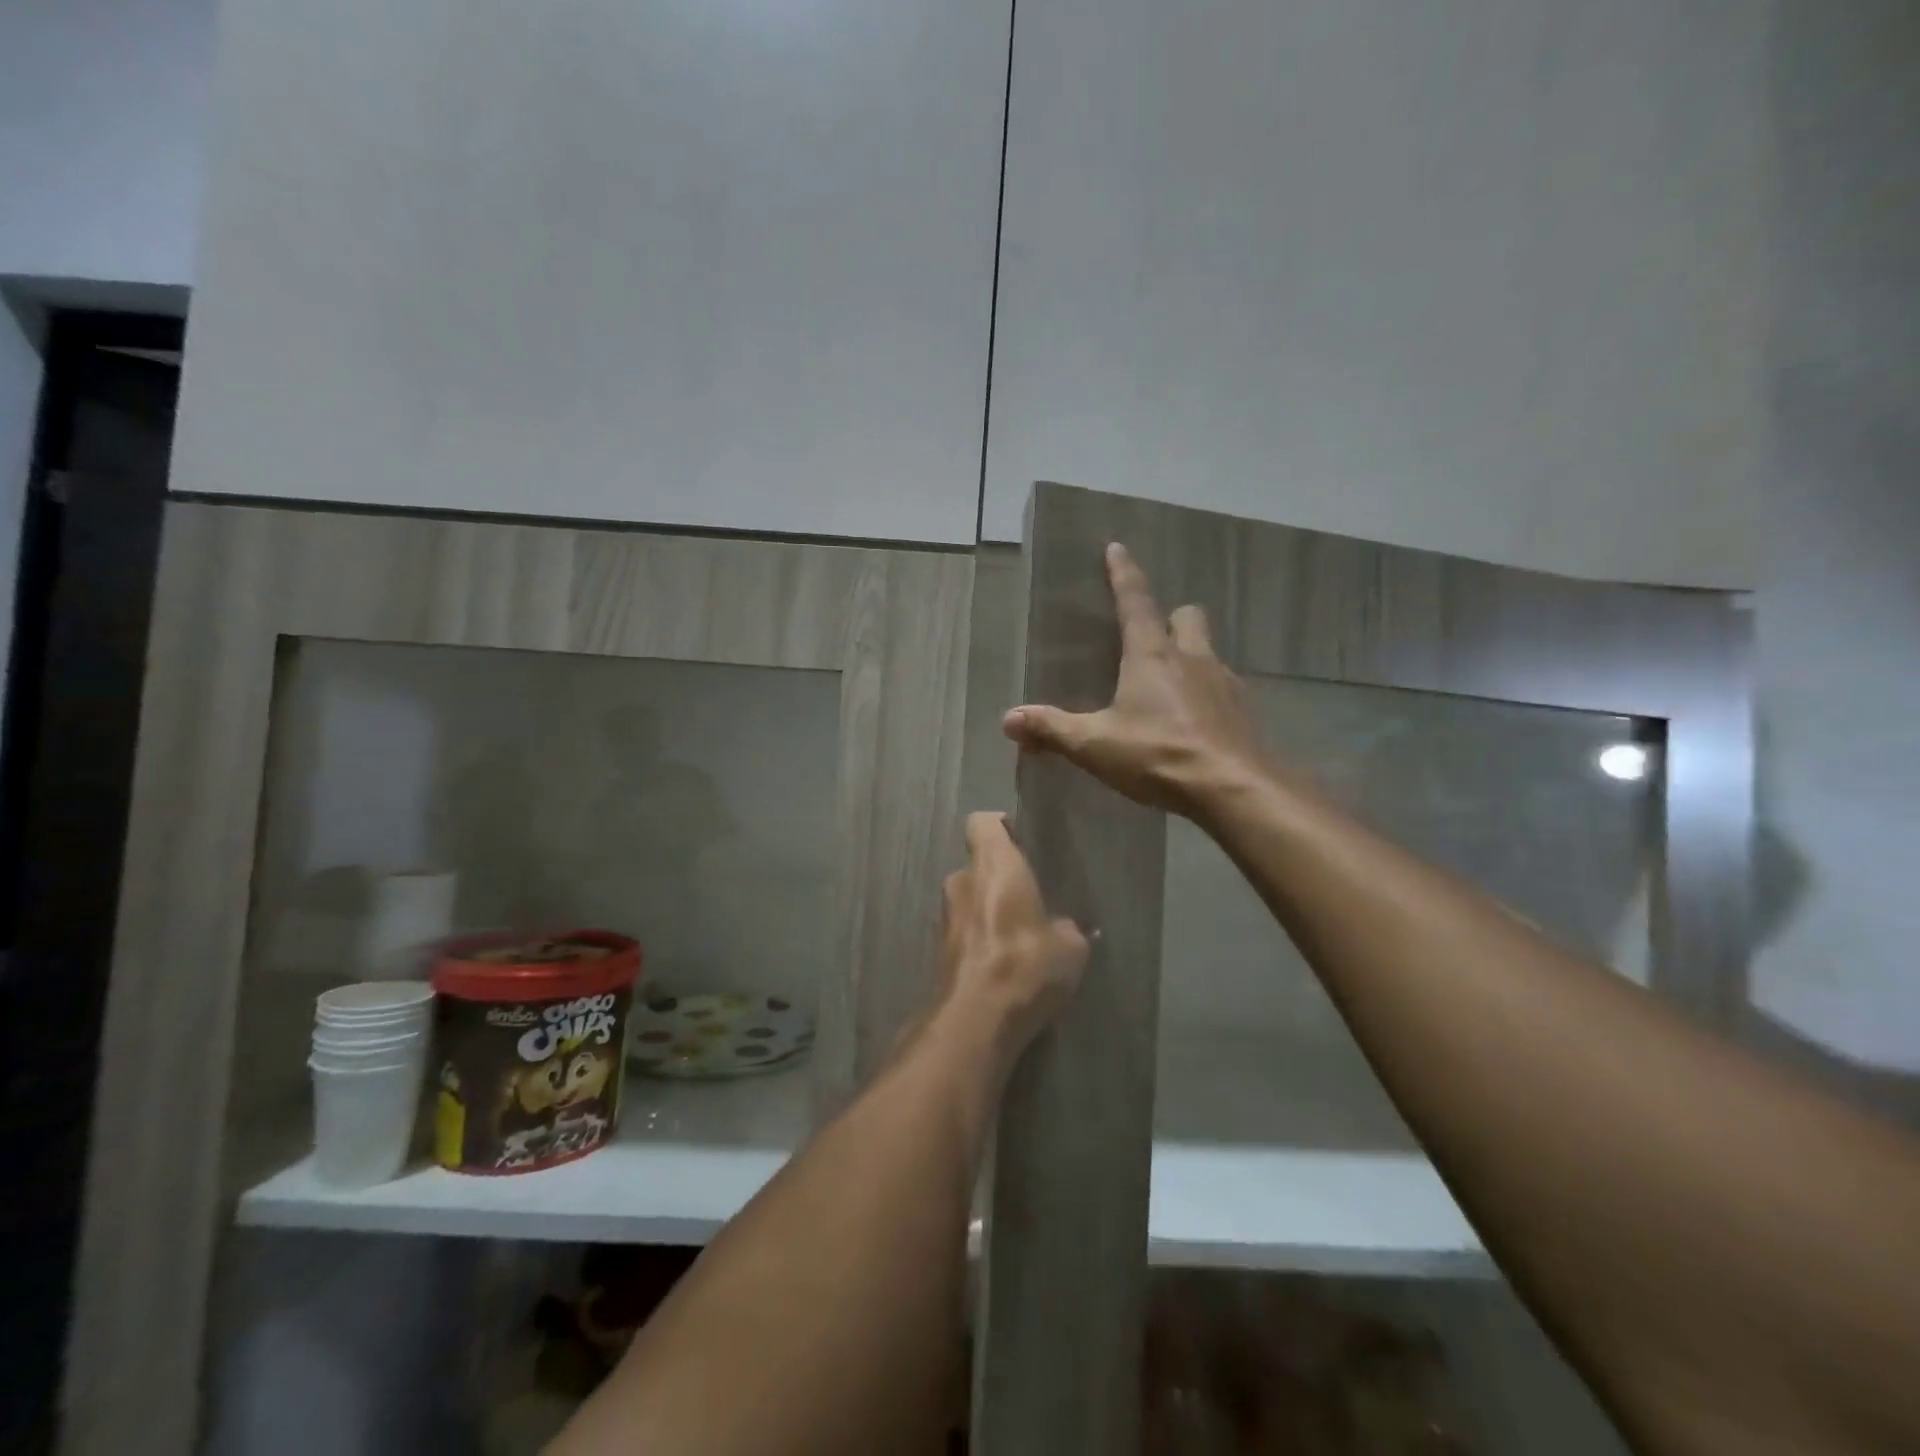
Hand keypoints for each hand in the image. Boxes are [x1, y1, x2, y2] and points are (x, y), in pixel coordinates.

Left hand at [937, 812, 1088, 1060]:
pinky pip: (964, 931)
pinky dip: (980, 939)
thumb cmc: (1025, 964)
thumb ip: (1065, 928)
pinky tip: (1004, 964)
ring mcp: (944, 916)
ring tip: (1019, 936)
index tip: (1020, 840)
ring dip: (988, 910)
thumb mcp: (1069, 947)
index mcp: (993, 865)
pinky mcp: (938, 950)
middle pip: (977, 865)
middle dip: (998, 878)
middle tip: (1029, 898)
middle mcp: (962, 881)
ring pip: (969, 899)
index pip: (982, 823)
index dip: (999, 826)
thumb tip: (1063, 930)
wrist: (975, 1019)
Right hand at [1003, 543, 1263, 819]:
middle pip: (1187, 616)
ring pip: (1208, 650)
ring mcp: (1224, 683)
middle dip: (1169, 617)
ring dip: (1190, 655)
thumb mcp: (1095, 745)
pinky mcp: (1243, 711)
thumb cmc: (1158, 755)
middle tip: (1151, 636)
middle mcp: (1192, 658)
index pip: (1135, 601)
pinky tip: (1195, 720)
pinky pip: (1223, 687)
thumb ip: (1052, 729)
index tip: (1117, 548)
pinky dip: (1207, 693)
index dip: (1123, 574)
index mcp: (1151, 655)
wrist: (1233, 788)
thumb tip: (1009, 719)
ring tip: (1170, 683)